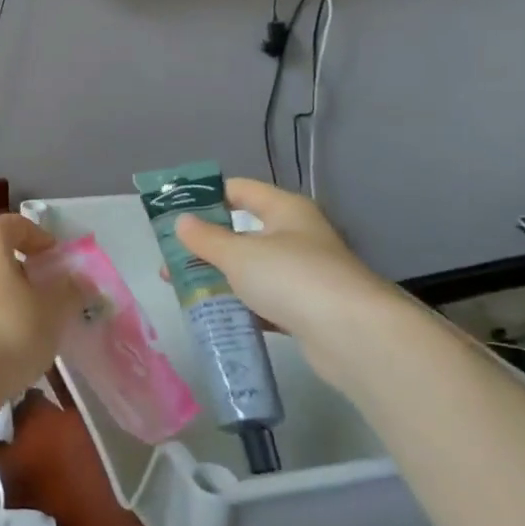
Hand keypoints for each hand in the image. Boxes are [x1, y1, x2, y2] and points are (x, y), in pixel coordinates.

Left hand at [0, 214, 83, 394]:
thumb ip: (70, 290)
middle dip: (22, 265)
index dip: (43, 241)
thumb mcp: (53, 310)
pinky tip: (2, 334)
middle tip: (46, 289)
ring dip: (2, 288)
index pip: (18, 225)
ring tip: (27, 315)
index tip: (60, 264)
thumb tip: (81, 282)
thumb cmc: (9, 331)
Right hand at [172, 180, 406, 356]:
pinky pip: (262, 301)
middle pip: (241, 233)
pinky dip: (239, 306)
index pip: (239, 190)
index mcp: (285, 210)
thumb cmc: (292, 278)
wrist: (354, 336)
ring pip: (250, 270)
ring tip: (182, 290)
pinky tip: (213, 315)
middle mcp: (296, 236)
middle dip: (205, 246)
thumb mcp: (239, 254)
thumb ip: (206, 238)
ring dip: (219, 278)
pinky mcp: (305, 309)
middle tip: (170, 260)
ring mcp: (302, 274)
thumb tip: (181, 222)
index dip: (205, 196)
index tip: (172, 211)